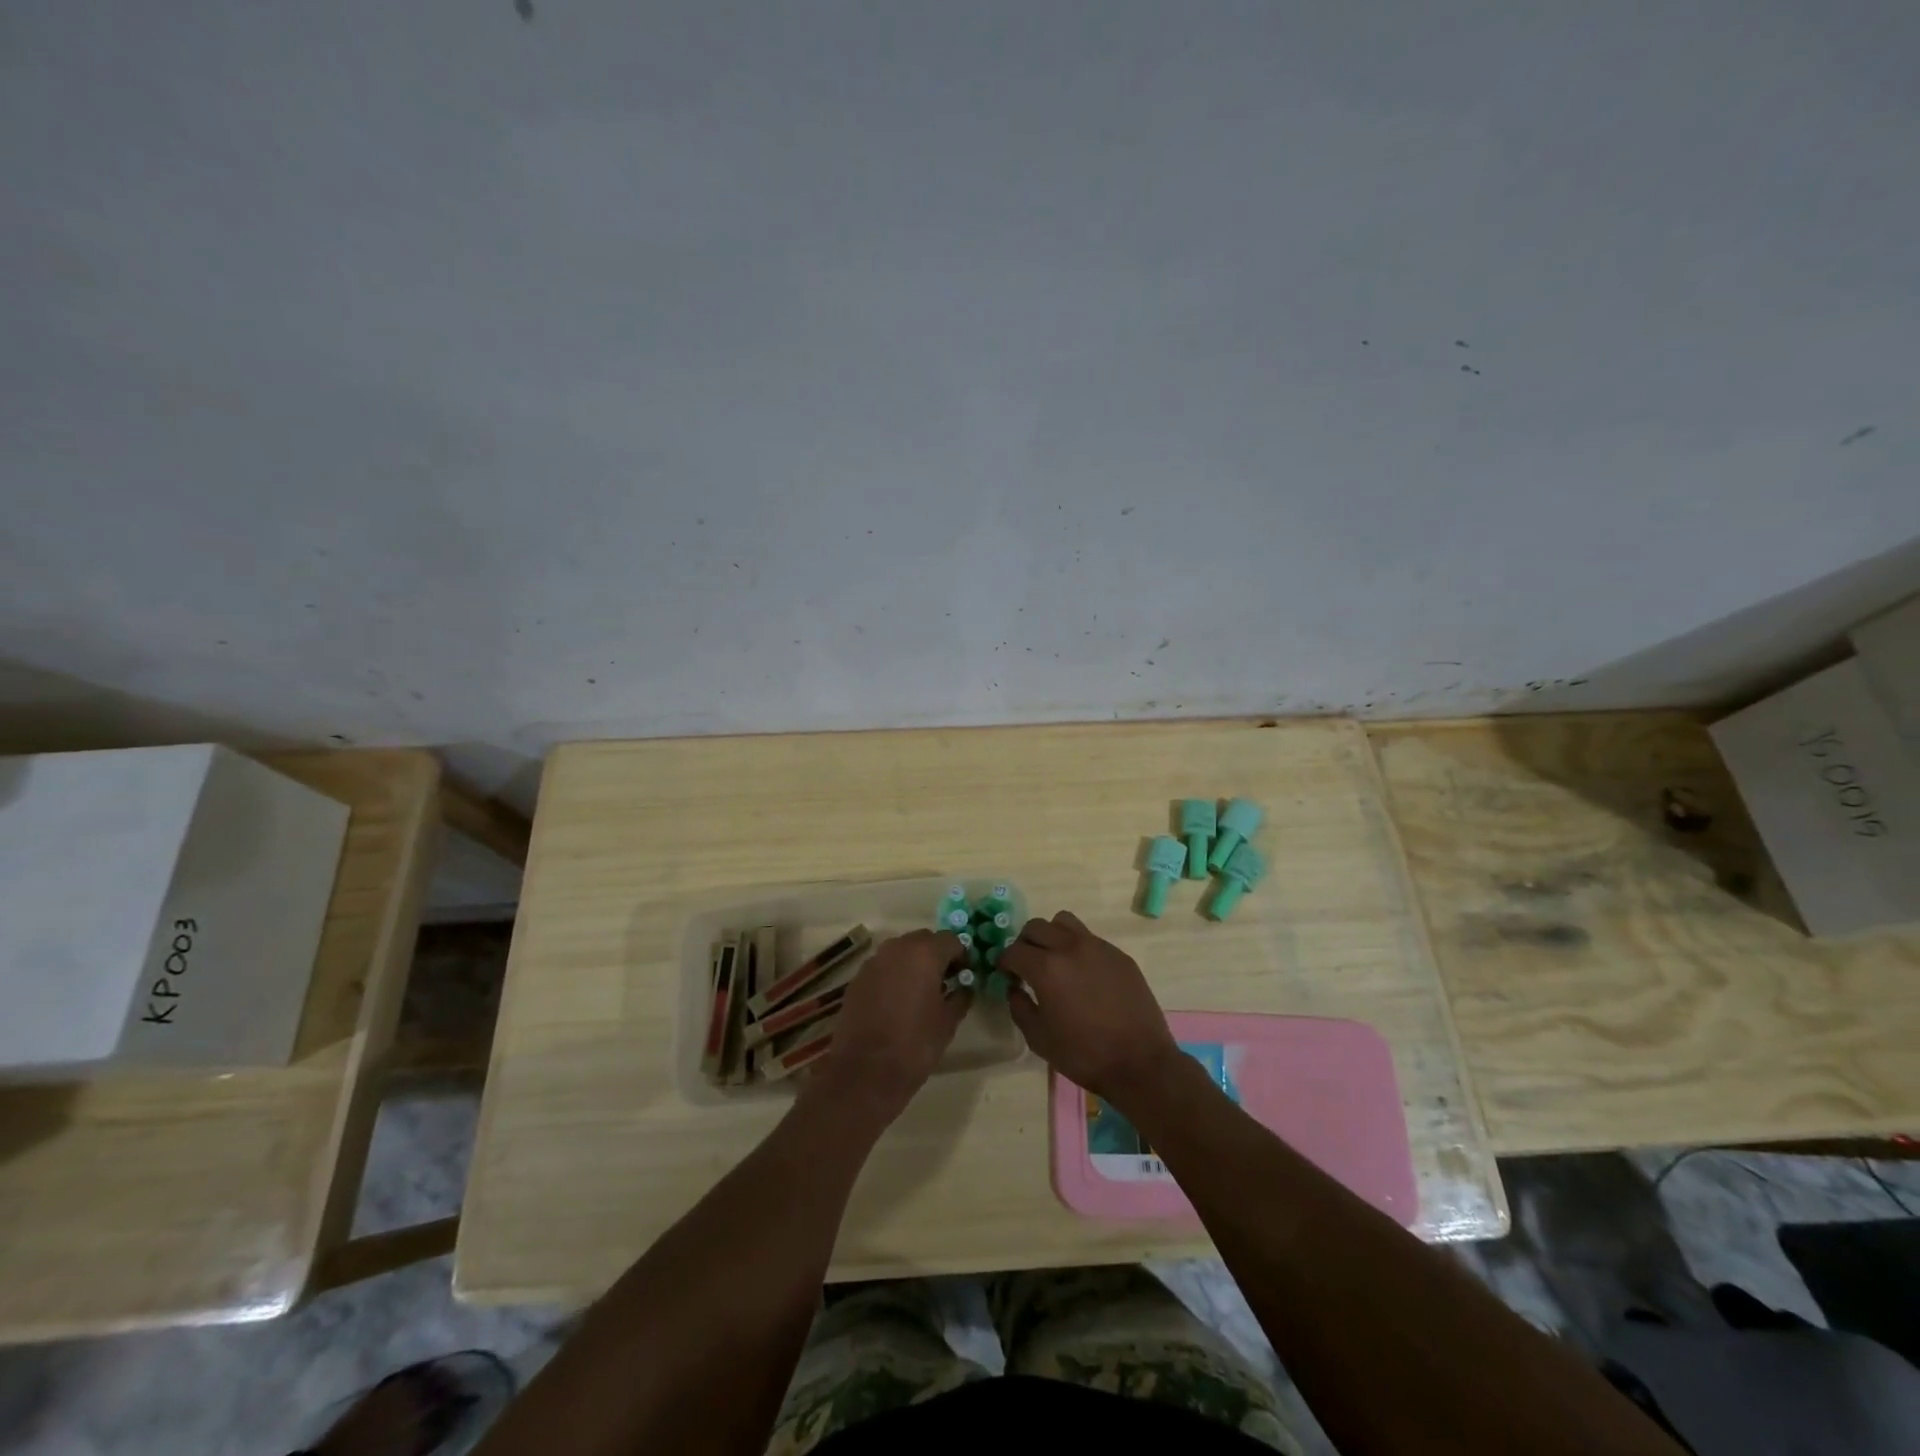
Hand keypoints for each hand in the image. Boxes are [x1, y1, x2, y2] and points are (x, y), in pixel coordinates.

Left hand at [810, 930, 968, 1123]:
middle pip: (924, 939)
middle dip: (937, 954)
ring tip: (920, 990)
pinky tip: (897, 1001)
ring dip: (914, 962)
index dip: (962, 955)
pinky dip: (894, 974)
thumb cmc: (914, 1045)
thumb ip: (960, 997)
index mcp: (924, 954)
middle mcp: (897, 949)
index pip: (951, 940)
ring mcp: (873, 962)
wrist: (865, 1072)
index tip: (965, 976)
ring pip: (901, 950)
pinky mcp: (857, 979)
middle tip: (945, 981)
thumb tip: (965, 987)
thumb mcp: (948, 1022)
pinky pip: (883, 966)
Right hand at [1000, 911, 1183, 1111]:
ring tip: (1055, 960)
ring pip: (1064, 922)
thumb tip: (1015, 988)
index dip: (1005, 963)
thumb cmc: (1084, 1054)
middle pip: (1036, 927)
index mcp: (1047, 968)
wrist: (1140, 1062)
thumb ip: (1019, 1007)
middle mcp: (1070, 947)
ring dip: (1051, 936)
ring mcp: (1098, 947)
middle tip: (1027, 966)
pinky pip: (1090, 938)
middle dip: (1024, 944)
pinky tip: (1084, 975)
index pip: (1014, 951)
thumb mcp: (1039, 1039)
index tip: (1007, 975)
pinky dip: (1077, 948)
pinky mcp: (1119, 955)